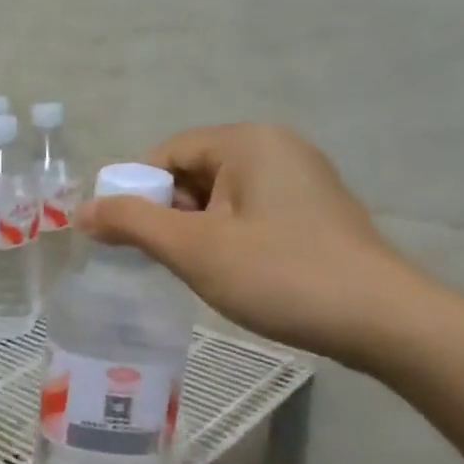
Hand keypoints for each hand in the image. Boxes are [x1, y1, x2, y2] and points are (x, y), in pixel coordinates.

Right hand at [78, 123, 429, 367]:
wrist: (383, 321)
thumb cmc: (280, 276)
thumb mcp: (194, 249)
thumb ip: (132, 224)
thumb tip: (81, 212)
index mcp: (247, 141)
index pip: (167, 153)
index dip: (136, 192)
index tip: (124, 238)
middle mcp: (276, 146)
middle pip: (193, 171)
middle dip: (167, 214)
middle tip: (159, 260)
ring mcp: (300, 178)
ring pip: (220, 196)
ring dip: (195, 230)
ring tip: (194, 272)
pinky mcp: (314, 210)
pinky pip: (249, 211)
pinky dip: (227, 236)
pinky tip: (230, 273)